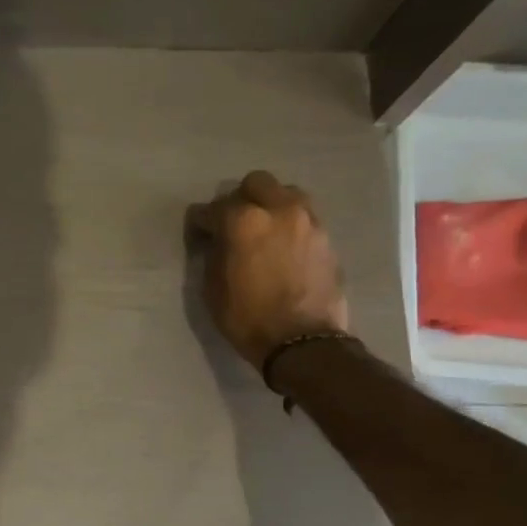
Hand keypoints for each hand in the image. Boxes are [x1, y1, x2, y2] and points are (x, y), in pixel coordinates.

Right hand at [188, 170, 350, 367]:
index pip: (213, 208)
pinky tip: (284, 246)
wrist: (303, 342)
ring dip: (271, 205)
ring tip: (265, 230)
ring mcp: (308, 221)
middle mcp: (279, 210)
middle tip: (235, 223)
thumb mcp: (214, 289)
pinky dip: (291, 225)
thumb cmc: (248, 318)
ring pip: (286, 194)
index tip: (199, 232)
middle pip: (256, 183)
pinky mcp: (327, 238)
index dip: (202, 221)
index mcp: (244, 222)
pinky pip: (304, 217)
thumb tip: (217, 240)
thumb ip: (214, 254)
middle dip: (241, 199)